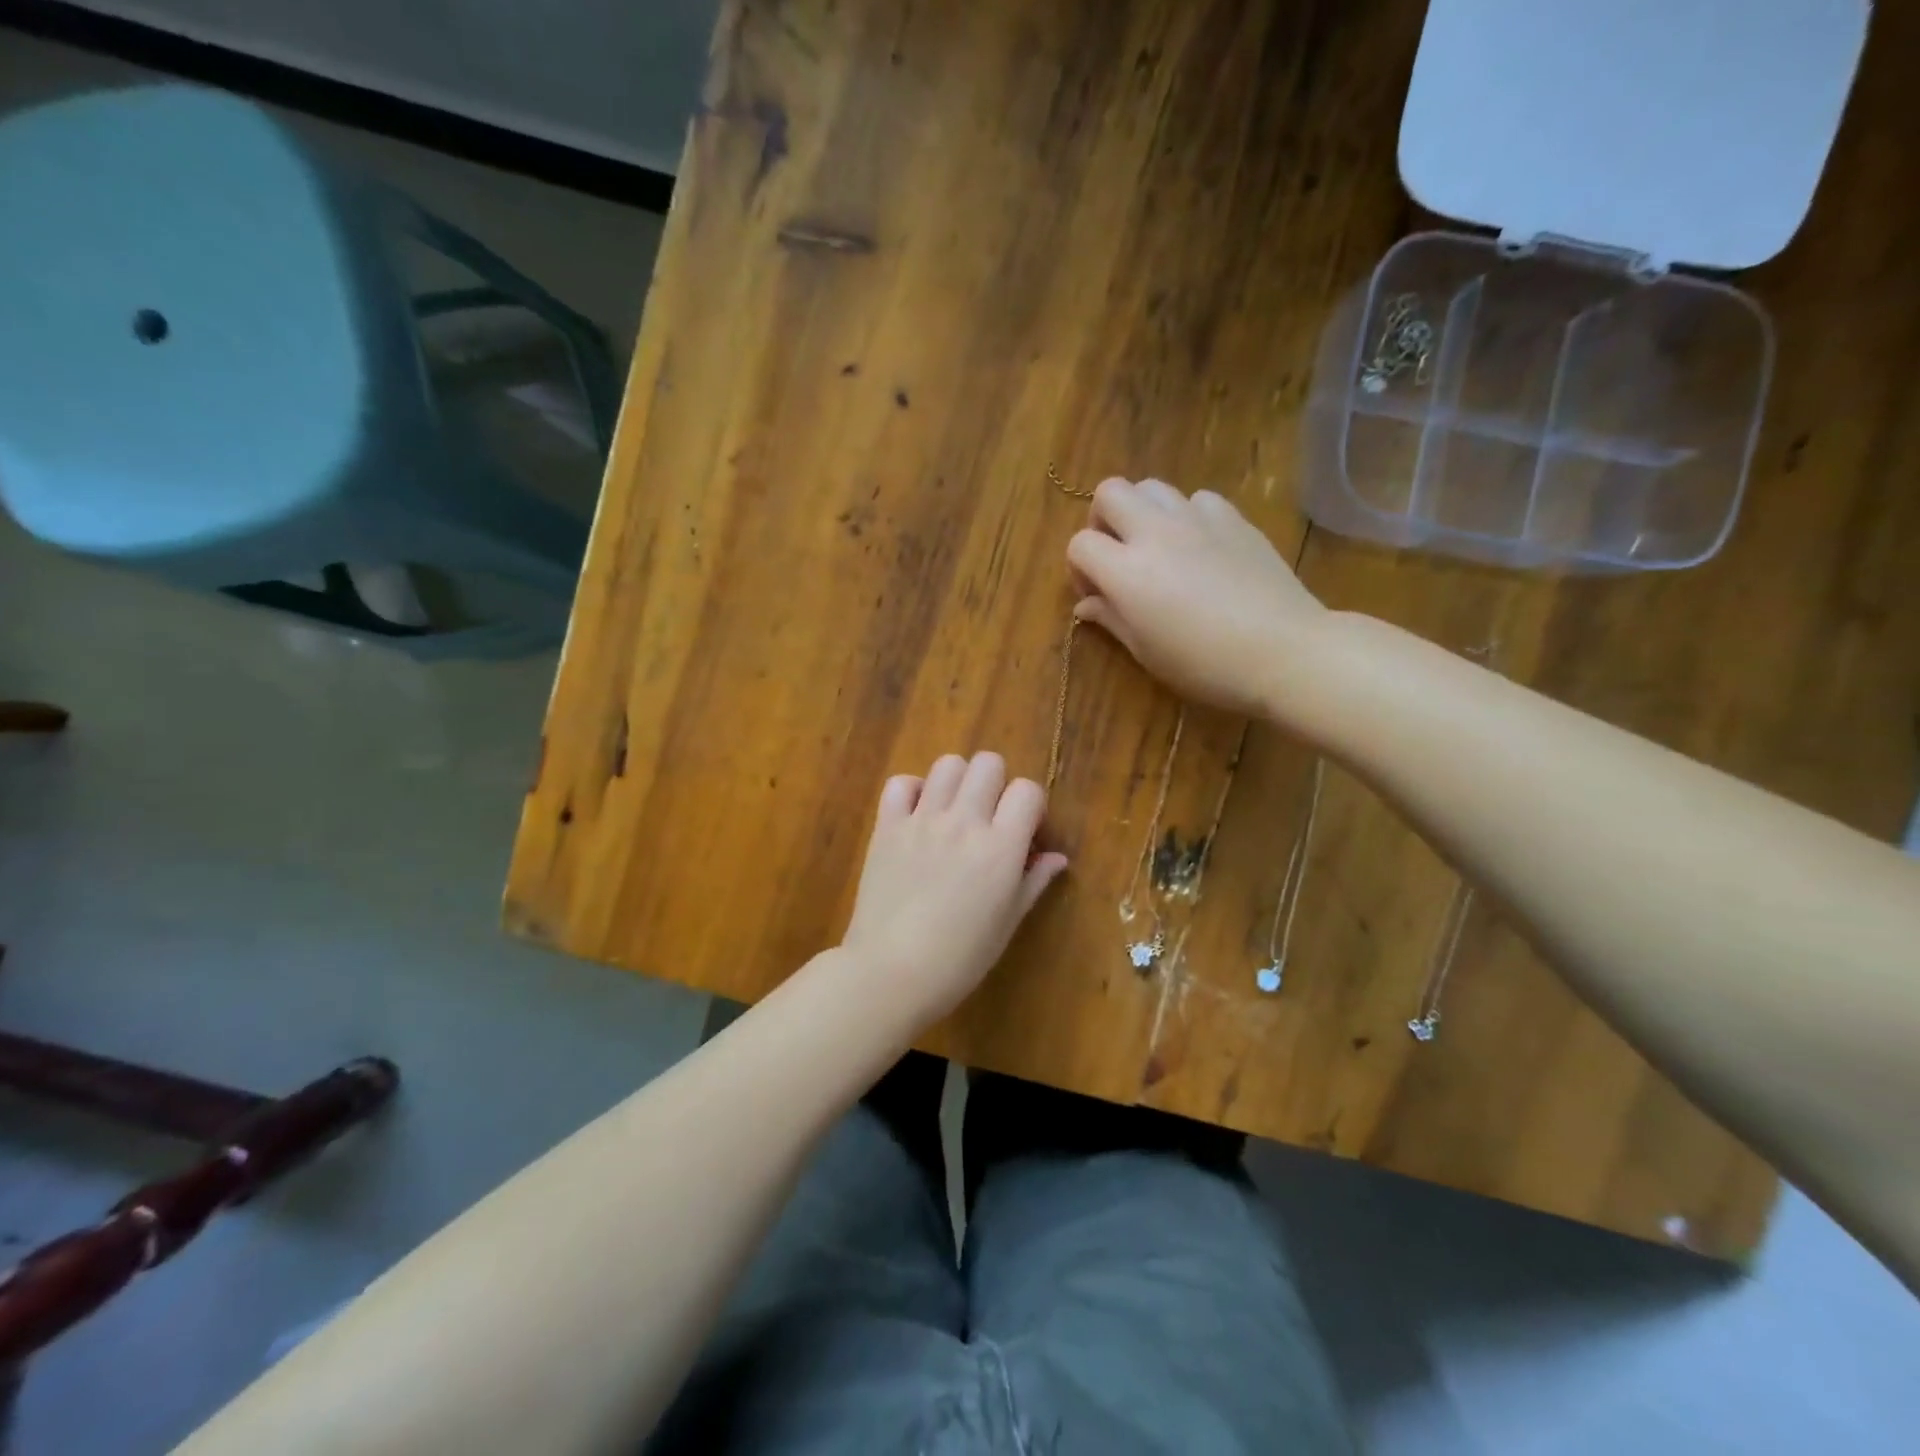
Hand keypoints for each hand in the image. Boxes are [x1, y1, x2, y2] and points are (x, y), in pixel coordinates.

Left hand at [841, 752, 1068, 1026]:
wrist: (891, 973)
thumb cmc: (959, 959)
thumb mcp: (1007, 923)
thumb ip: (1033, 881)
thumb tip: (1057, 857)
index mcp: (1000, 847)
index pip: (1028, 790)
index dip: (1031, 806)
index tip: (1025, 831)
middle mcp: (963, 822)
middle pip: (988, 763)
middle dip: (997, 784)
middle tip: (990, 818)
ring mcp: (922, 820)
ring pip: (948, 764)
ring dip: (958, 781)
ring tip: (954, 812)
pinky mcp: (887, 826)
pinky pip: (901, 783)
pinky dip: (913, 790)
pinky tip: (919, 815)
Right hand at [1067, 478, 1326, 717]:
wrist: (1284, 651)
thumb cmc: (1205, 665)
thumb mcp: (1147, 652)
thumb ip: (1111, 619)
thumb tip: (1086, 605)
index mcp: (1127, 572)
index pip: (1080, 544)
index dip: (1079, 568)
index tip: (1096, 593)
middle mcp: (1155, 533)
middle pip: (1110, 492)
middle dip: (1103, 519)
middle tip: (1118, 554)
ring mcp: (1197, 519)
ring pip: (1152, 487)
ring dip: (1142, 512)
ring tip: (1157, 547)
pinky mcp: (1233, 518)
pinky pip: (1196, 499)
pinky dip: (1187, 516)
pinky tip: (1200, 547)